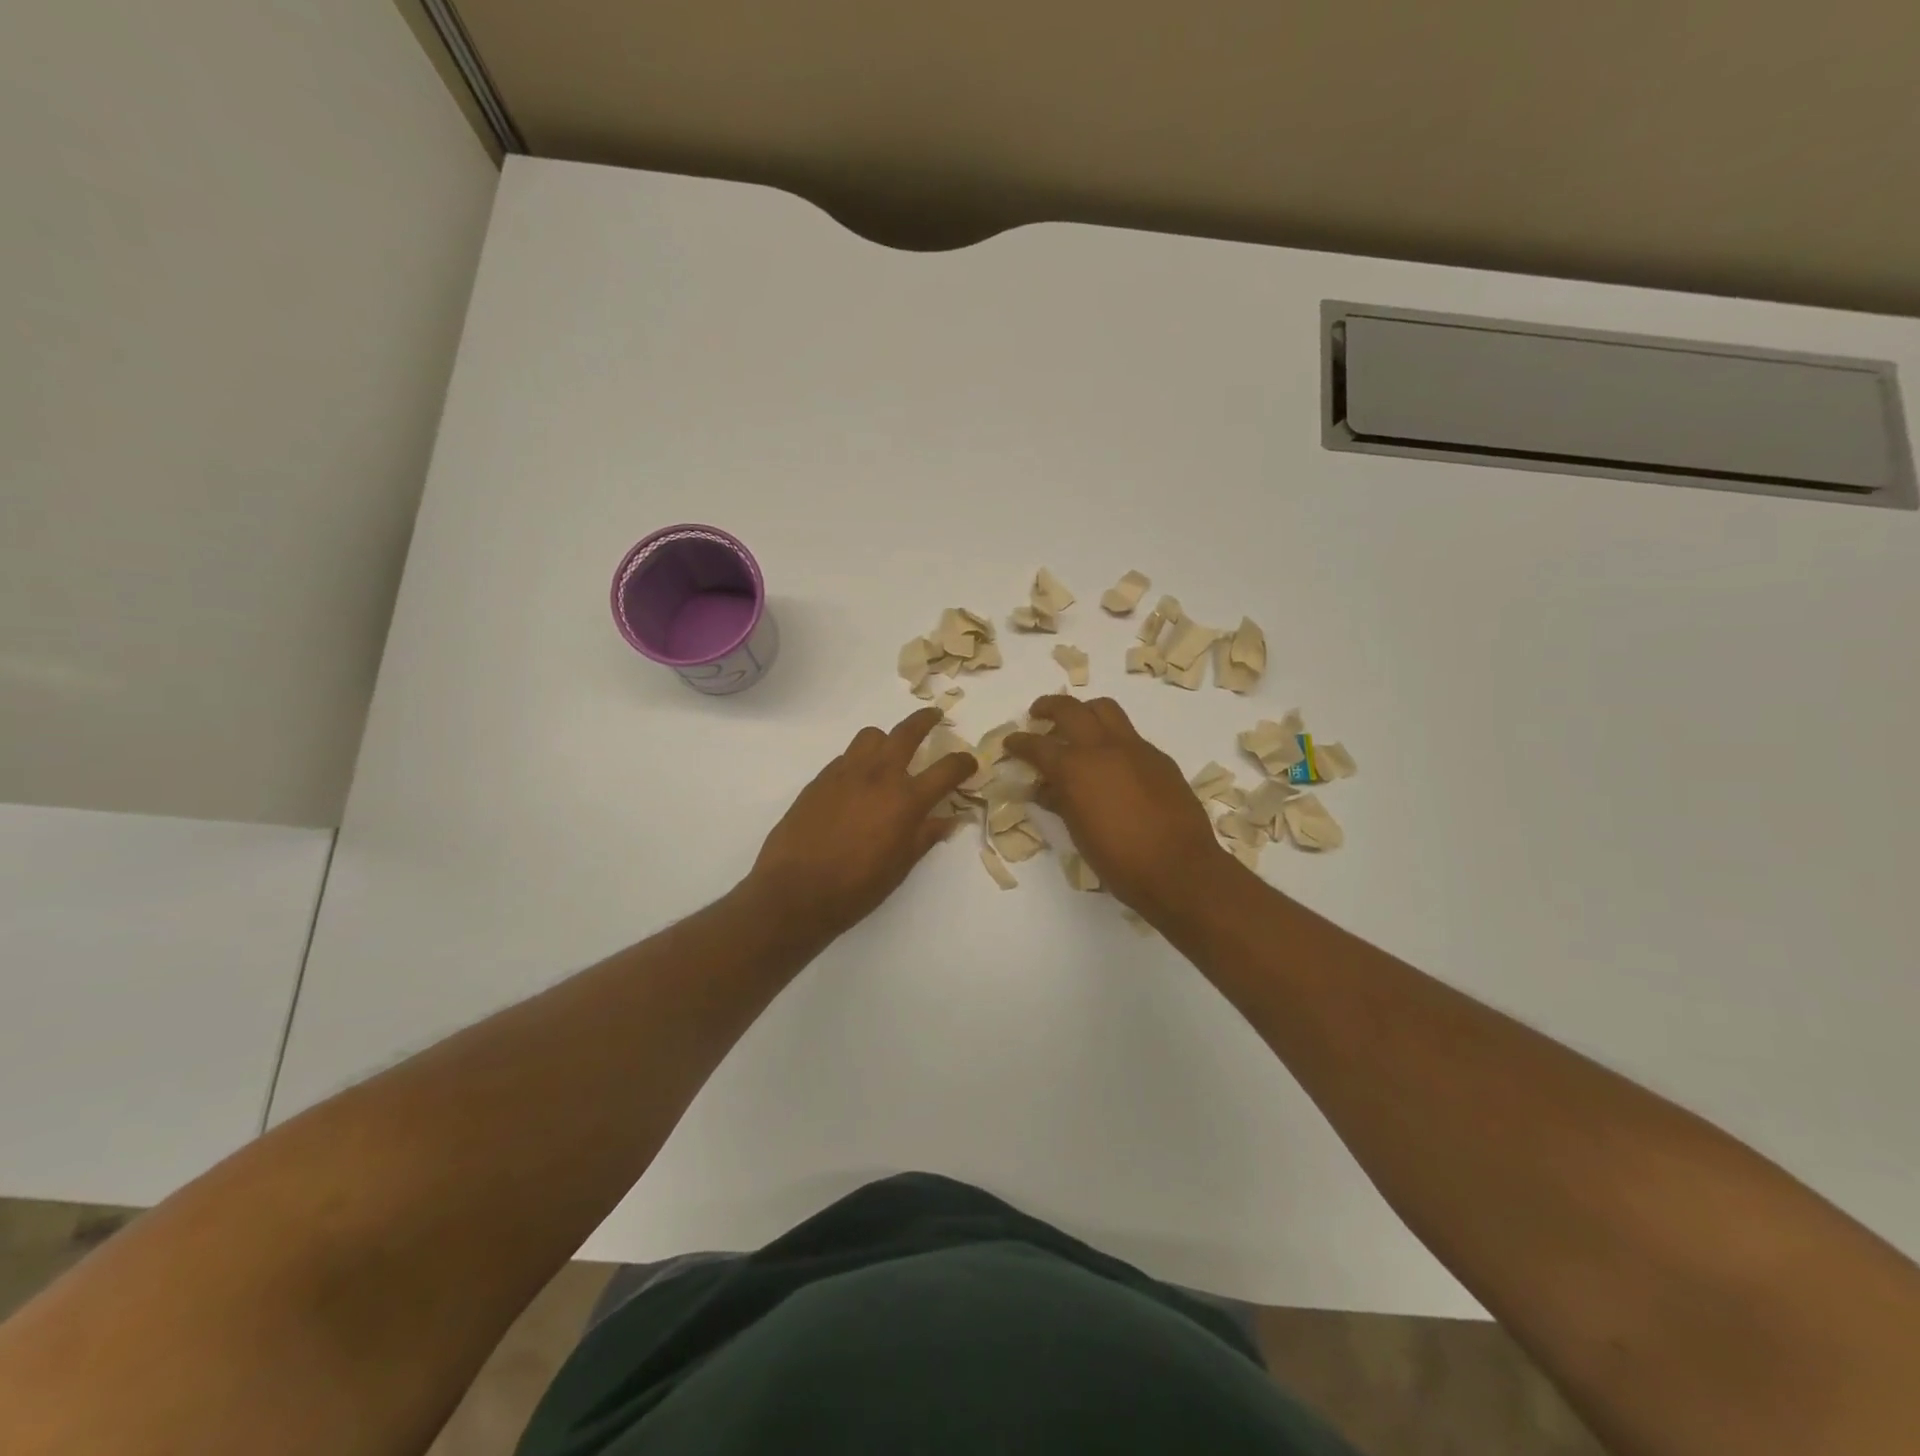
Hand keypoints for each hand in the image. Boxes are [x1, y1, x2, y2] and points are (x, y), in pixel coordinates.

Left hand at [748, 707, 976, 939]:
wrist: (794, 891)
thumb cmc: (855, 887)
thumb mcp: (900, 866)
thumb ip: (925, 836)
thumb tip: (948, 819)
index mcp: (906, 800)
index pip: (946, 769)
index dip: (964, 763)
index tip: (970, 762)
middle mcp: (878, 776)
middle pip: (907, 733)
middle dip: (925, 721)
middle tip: (934, 717)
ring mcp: (845, 773)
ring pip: (871, 736)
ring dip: (887, 738)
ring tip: (890, 752)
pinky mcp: (820, 779)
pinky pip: (846, 757)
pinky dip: (860, 760)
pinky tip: (858, 782)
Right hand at [1005, 696, 1232, 920]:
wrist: (1179, 869)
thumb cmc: (1119, 861)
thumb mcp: (1079, 833)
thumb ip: (1059, 802)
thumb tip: (1044, 788)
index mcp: (1075, 769)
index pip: (1037, 745)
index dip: (1019, 743)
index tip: (1010, 743)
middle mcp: (1103, 748)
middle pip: (1070, 709)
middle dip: (1048, 707)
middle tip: (1038, 714)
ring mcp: (1135, 748)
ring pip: (1106, 710)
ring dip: (1085, 711)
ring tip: (1077, 726)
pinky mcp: (1159, 758)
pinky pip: (1130, 735)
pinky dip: (1113, 738)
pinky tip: (1112, 762)